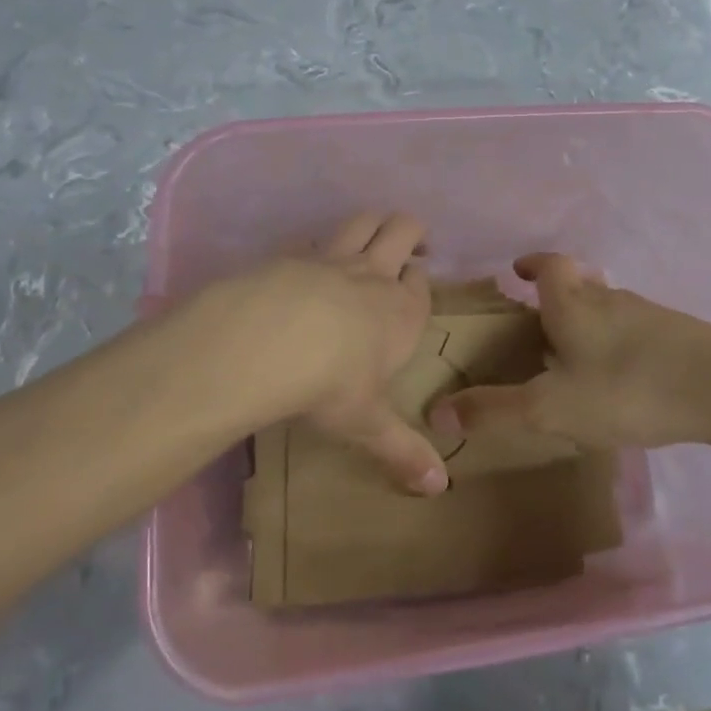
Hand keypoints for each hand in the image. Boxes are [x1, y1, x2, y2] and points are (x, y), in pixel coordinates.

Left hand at [172, 212, 447, 494]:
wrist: (271, 340)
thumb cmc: (332, 383)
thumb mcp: (368, 423)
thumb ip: (402, 451)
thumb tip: (439, 489)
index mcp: (402, 311)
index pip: (421, 284)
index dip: (419, 283)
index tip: (414, 289)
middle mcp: (375, 276)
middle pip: (404, 230)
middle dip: (411, 233)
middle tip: (409, 248)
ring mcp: (333, 258)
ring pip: (364, 220)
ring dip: (374, 222)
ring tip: (372, 235)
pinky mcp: (293, 254)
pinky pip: (312, 238)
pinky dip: (317, 243)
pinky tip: (306, 260)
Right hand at [432, 254, 710, 450]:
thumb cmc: (627, 389)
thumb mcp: (552, 407)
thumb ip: (495, 410)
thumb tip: (436, 411)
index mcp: (574, 304)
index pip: (548, 266)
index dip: (531, 264)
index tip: (517, 271)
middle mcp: (609, 298)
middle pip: (578, 282)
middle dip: (556, 294)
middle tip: (539, 319)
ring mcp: (646, 313)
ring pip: (607, 304)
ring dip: (587, 317)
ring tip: (574, 351)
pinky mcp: (675, 333)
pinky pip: (633, 327)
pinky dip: (616, 339)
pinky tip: (620, 374)